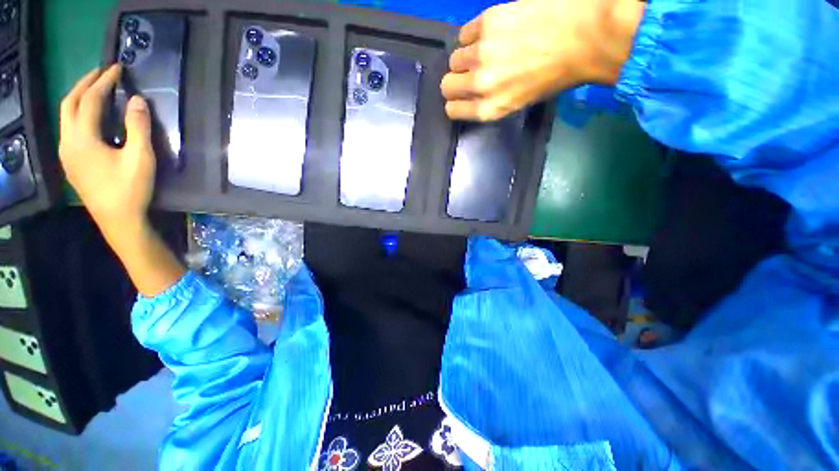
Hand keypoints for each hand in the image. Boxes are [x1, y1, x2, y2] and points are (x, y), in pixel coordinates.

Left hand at [59, 64, 154, 234]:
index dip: (105, 81)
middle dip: (86, 83)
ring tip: (97, 89)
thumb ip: (138, 127)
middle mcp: (68, 141)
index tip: (118, 68)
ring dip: (80, 97)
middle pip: (70, 103)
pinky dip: (79, 113)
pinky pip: (69, 128)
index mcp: (82, 138)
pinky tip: (91, 116)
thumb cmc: (130, 189)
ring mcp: (66, 152)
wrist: (118, 220)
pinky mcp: (70, 161)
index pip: (91, 100)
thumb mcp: (140, 158)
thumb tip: (137, 100)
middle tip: (103, 72)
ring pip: (66, 115)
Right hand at [441, 0, 645, 120]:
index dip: (455, 103)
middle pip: (446, 85)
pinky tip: (490, 34)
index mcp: (489, 108)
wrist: (585, 36)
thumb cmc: (555, 77)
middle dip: (455, 82)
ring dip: (465, 57)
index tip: (461, 97)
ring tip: (485, 52)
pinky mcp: (487, 22)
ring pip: (454, 58)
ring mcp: (482, 52)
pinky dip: (473, 36)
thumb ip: (490, 102)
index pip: (451, 110)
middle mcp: (480, 84)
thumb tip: (473, 94)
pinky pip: (464, 34)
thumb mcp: (519, 103)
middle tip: (469, 74)